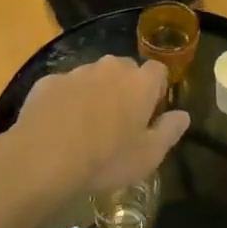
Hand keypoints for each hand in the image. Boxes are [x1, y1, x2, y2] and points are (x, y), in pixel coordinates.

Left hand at [0, 56, 188, 209]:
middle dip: (125, 88)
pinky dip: (66, 101)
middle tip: (119, 122)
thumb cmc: (106, 159)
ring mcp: (76, 72)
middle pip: (125, 69)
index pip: (158, 71)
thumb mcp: (149, 156)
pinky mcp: (48, 82)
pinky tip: (59, 127)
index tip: (149, 114)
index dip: (156, 90)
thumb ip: (170, 131)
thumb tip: (183, 115)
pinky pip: (65, 87)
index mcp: (140, 82)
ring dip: (95, 93)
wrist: (44, 158)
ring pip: (93, 76)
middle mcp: (110, 68)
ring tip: (86, 126)